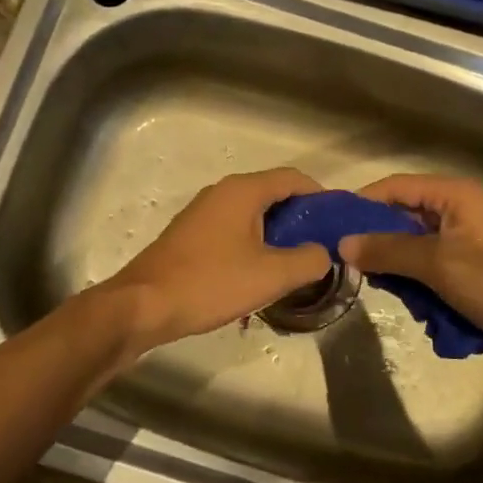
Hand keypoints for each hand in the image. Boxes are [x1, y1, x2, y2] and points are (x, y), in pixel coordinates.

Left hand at [103, 168, 333, 350]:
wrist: (144, 304)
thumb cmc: (211, 283)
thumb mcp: (271, 275)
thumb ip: (309, 260)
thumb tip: (323, 253)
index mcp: (243, 191)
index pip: (293, 178)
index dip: (321, 196)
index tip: (338, 223)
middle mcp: (222, 192)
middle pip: (273, 194)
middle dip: (301, 218)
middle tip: (322, 248)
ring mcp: (203, 212)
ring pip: (252, 214)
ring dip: (277, 234)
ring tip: (295, 264)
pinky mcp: (191, 234)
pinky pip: (233, 229)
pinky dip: (254, 243)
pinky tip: (259, 273)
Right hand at [337, 174, 482, 363]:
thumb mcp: (440, 265)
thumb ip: (390, 250)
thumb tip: (344, 243)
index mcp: (456, 195)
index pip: (395, 187)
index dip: (363, 204)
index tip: (333, 228)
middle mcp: (461, 210)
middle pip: (404, 217)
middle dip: (381, 244)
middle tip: (356, 270)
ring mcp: (470, 240)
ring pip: (417, 247)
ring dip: (403, 270)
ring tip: (392, 294)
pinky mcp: (476, 267)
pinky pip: (436, 268)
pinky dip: (424, 285)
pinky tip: (422, 309)